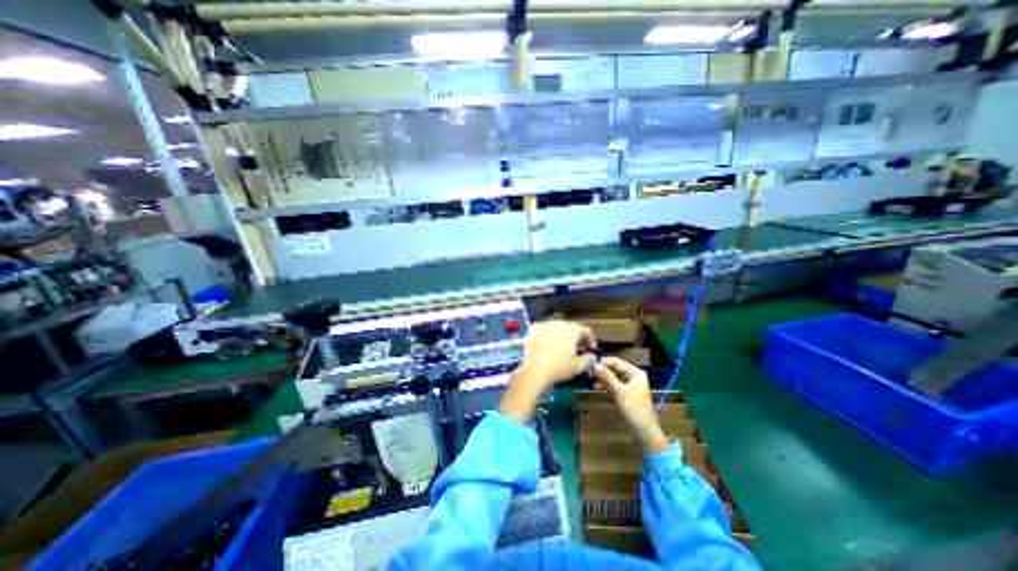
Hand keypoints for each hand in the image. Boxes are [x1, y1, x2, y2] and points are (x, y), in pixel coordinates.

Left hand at [501, 321, 597, 423]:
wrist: (534, 370)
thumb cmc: (560, 368)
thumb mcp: (579, 366)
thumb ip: (589, 359)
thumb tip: (591, 355)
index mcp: (572, 329)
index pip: (585, 330)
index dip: (590, 339)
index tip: (590, 349)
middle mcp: (559, 323)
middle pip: (571, 328)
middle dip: (575, 337)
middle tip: (577, 349)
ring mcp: (545, 325)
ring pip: (557, 328)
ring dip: (562, 335)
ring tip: (562, 347)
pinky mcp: (533, 330)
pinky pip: (544, 330)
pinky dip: (548, 336)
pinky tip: (548, 345)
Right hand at [595, 356, 673, 454]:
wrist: (643, 429)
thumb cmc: (634, 407)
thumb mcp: (619, 390)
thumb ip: (607, 376)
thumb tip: (594, 364)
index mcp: (635, 372)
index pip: (617, 362)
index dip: (604, 362)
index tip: (590, 364)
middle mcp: (632, 376)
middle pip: (614, 369)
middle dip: (602, 370)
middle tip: (589, 372)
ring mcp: (628, 384)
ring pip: (612, 377)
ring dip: (602, 378)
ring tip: (591, 380)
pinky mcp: (624, 392)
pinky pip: (613, 385)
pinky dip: (605, 385)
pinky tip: (596, 387)